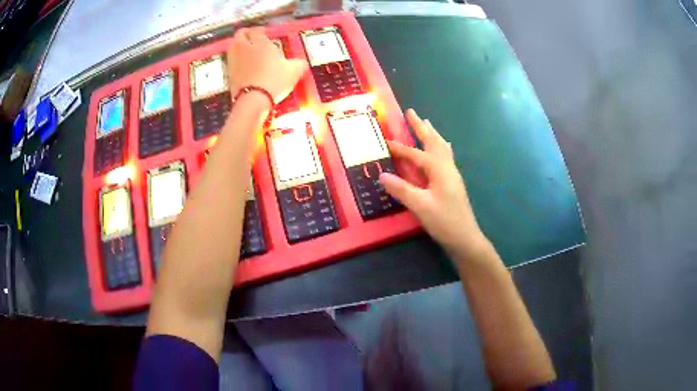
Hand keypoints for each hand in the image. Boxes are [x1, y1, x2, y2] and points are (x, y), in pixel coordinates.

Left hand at [227, 27, 307, 102]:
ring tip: (248, 52)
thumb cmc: (275, 80)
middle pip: (240, 34)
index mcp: (261, 43)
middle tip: (254, 40)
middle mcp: (245, 48)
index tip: (265, 34)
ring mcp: (234, 61)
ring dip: (240, 47)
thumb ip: (299, 63)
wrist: (253, 100)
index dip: (261, 30)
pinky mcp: (229, 74)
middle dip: (247, 35)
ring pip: (233, 47)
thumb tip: (301, 63)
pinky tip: (245, 67)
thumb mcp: (294, 71)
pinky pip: (231, 61)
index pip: (257, 30)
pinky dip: (237, 61)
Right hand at [380, 109, 488, 258]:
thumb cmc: (444, 221)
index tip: (384, 141)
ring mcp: (451, 175)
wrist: (465, 238)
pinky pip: (446, 157)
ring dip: (432, 134)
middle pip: (433, 142)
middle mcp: (447, 167)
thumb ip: (402, 190)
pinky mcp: (452, 183)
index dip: (399, 148)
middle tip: (411, 112)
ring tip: (426, 123)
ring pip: (441, 148)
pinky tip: (443, 148)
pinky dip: (441, 147)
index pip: (415, 154)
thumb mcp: (421, 206)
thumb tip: (382, 175)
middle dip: (421, 127)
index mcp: (439, 170)